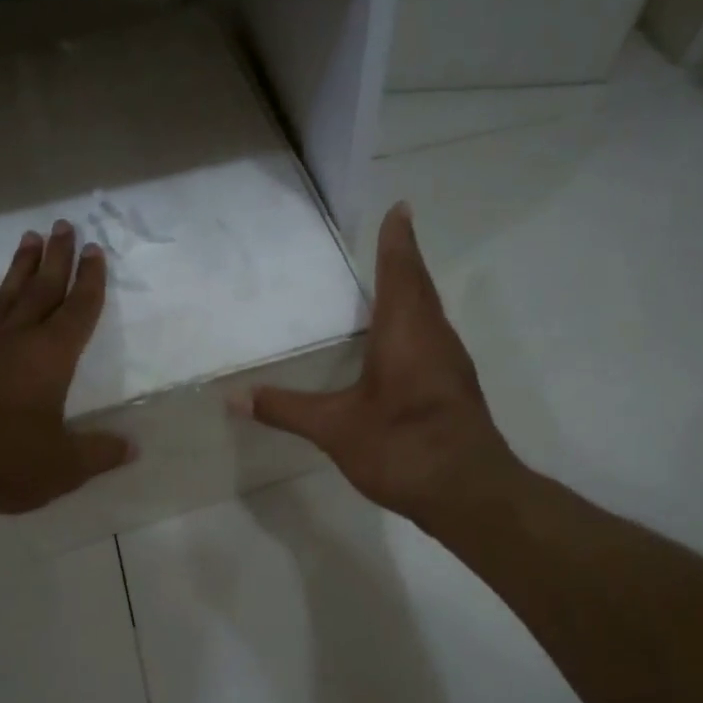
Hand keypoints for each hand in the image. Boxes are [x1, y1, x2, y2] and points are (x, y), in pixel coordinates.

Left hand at [0, 220, 132, 517]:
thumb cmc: (6, 460)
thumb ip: (99, 453)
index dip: (90, 280)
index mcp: (53, 356)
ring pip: (7, 293)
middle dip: (58, 257)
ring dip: (20, 265)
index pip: (79, 309)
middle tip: (63, 225)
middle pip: (44, 288)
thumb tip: (133, 447)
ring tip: (29, 238)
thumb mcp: (63, 466)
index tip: (95, 250)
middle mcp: (19, 337)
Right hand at [247, 202, 517, 526]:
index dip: (397, 241)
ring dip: (413, 295)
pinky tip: (400, 348)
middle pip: (420, 287)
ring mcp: (451, 365)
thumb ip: (286, 409)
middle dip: (404, 262)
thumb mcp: (334, 428)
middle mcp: (435, 337)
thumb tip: (234, 397)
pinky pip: (433, 341)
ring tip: (390, 287)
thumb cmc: (401, 446)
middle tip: (391, 238)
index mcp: (407, 331)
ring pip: (430, 316)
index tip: (400, 209)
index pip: (402, 271)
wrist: (468, 493)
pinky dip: (416, 328)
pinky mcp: (455, 390)